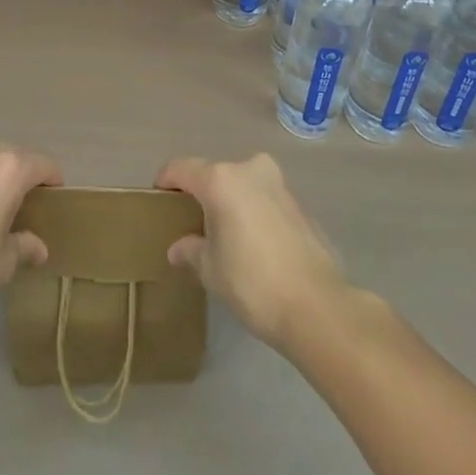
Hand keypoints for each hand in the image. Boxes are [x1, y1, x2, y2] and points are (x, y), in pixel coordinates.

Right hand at [155, 153, 348, 351]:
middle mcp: (249, 169)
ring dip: (230, 201)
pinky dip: (253, 211)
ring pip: (242, 184)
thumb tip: (178, 248)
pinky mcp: (298, 202)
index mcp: (221, 180)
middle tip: (192, 223)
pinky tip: (253, 243)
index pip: (181, 168)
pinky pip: (264, 199)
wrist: (317, 306)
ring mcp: (278, 183)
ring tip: (223, 234)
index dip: (165, 181)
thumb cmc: (253, 283)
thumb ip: (191, 251)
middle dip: (201, 194)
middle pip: (214, 174)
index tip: (158, 198)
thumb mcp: (211, 270)